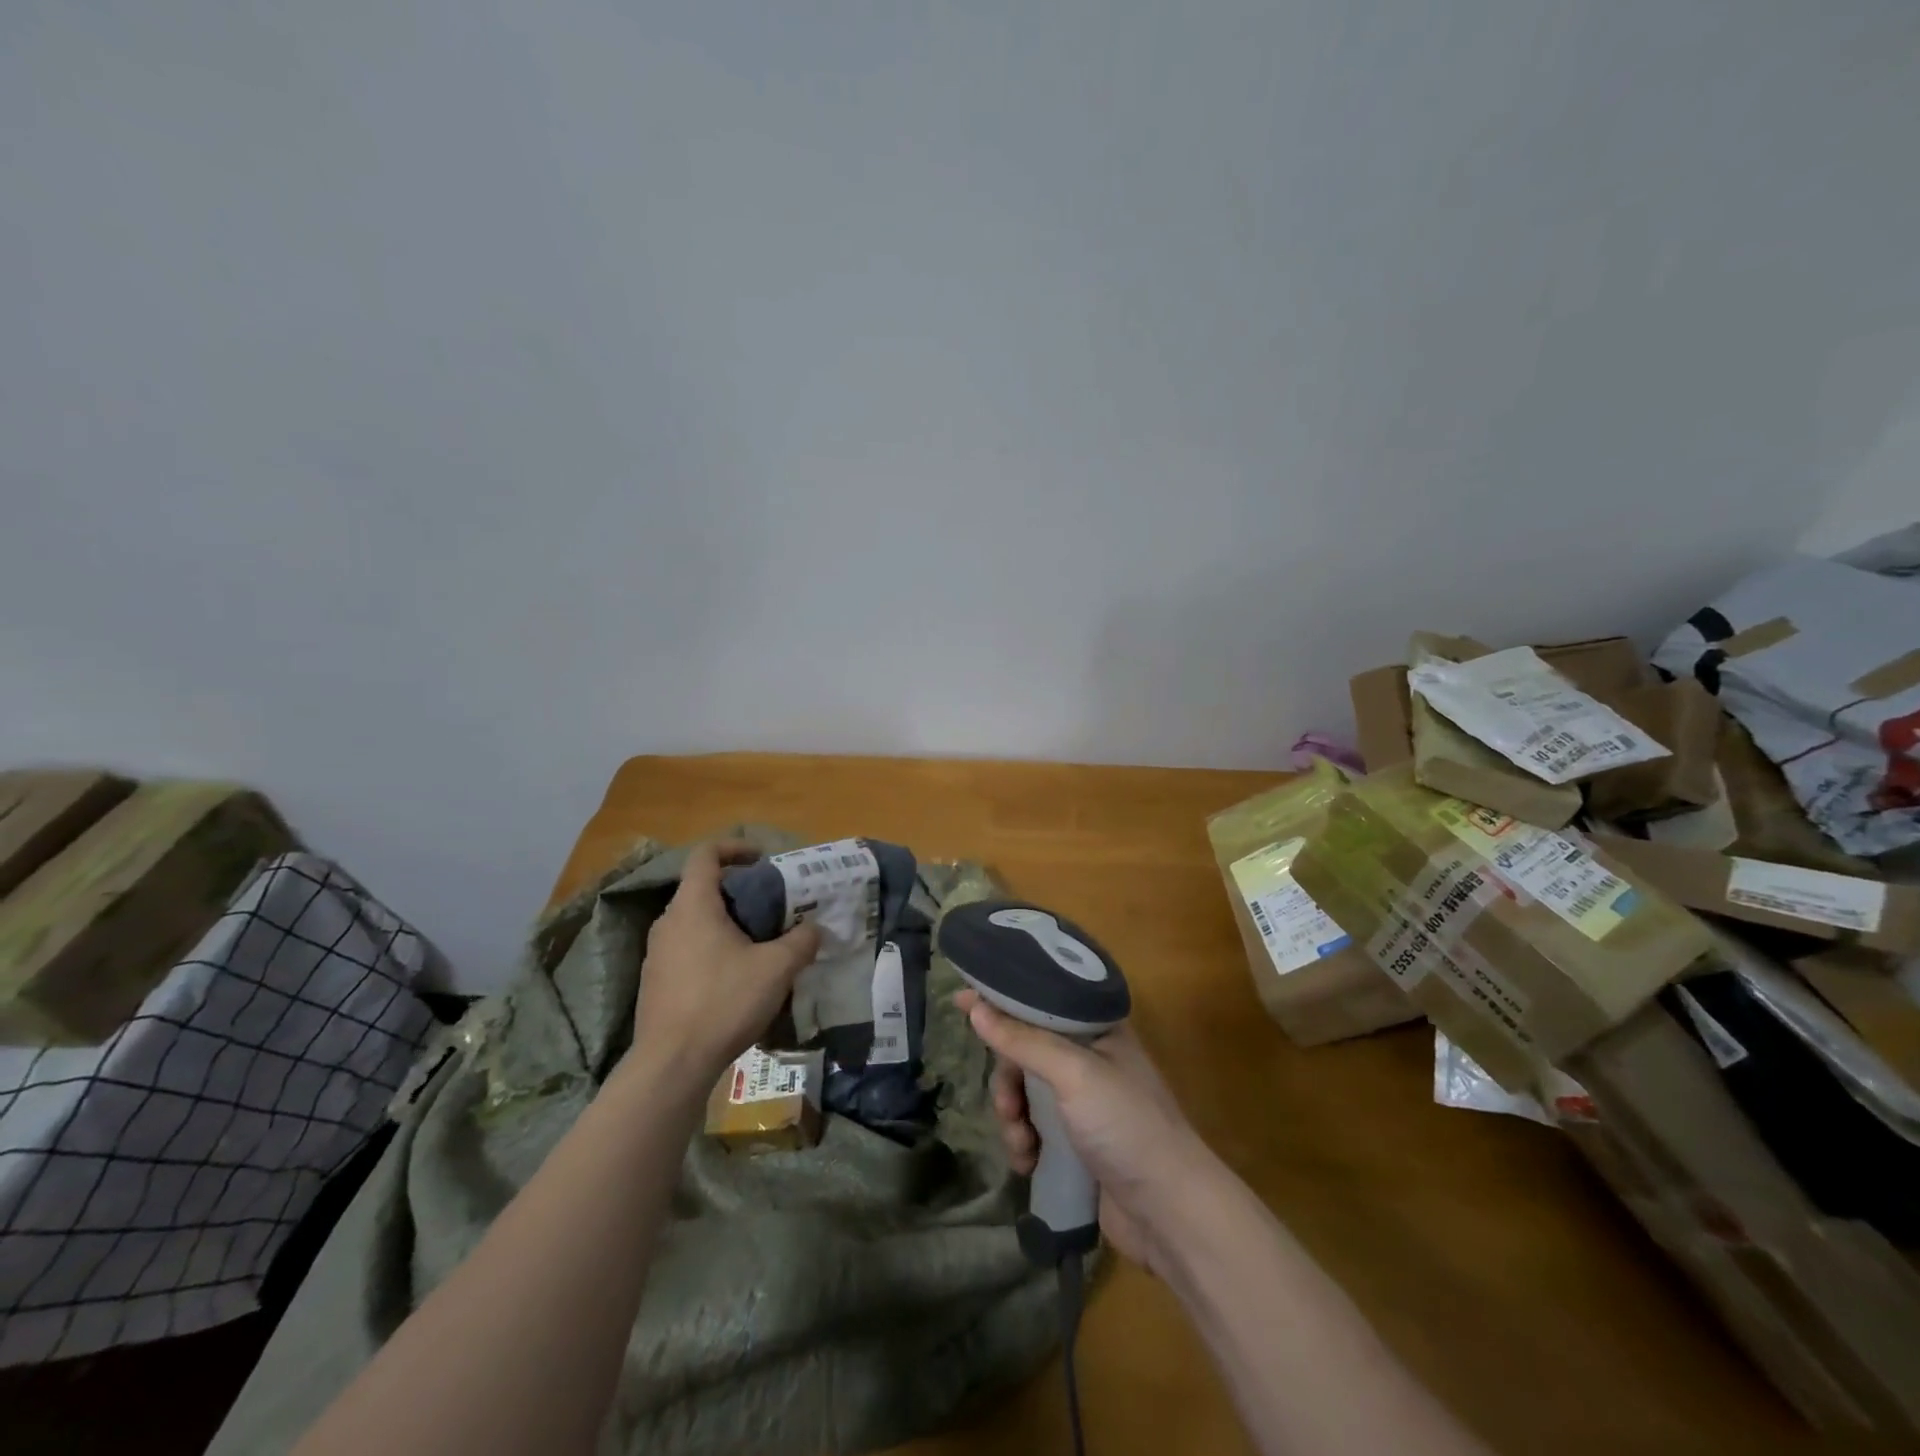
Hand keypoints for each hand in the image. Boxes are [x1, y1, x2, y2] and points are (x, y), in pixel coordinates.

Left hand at [630, 841, 819, 1089]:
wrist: (672, 1064)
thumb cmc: (724, 1002)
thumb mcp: (776, 968)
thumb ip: (801, 941)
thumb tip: (815, 928)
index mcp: (693, 905)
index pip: (706, 854)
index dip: (735, 848)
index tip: (762, 860)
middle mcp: (668, 921)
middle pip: (702, 888)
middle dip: (738, 891)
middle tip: (771, 906)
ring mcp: (657, 953)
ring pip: (694, 921)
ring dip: (725, 922)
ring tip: (758, 943)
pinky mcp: (655, 982)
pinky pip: (686, 949)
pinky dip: (711, 948)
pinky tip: (735, 977)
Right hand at [957, 989, 1218, 1274]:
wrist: (1170, 1212)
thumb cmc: (1125, 1125)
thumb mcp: (1073, 1073)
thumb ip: (1023, 1040)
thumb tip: (974, 1005)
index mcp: (1097, 1028)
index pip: (1041, 999)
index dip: (1003, 1000)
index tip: (962, 1000)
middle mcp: (1089, 1057)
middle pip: (1025, 1049)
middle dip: (1008, 1079)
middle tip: (1008, 1105)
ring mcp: (1083, 1102)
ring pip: (1025, 1092)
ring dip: (1013, 1117)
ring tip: (1022, 1145)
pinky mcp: (1076, 1142)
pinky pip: (1034, 1128)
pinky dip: (1023, 1143)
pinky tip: (1028, 1164)